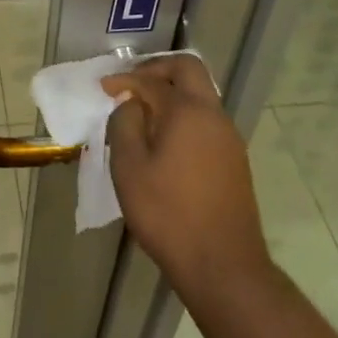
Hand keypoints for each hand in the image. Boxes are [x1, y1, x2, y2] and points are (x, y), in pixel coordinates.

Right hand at [103, 55, 272, 297]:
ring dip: (172, 94)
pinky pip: (206, 120)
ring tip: (144, 113)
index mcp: (187, 111)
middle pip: (188, 71)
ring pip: (201, 96)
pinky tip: (166, 141)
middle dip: (157, 70)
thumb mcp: (129, 169)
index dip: (124, 79)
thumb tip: (131, 103)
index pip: (151, 80)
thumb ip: (124, 125)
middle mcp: (213, 115)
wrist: (224, 267)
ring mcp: (229, 138)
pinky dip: (184, 116)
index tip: (103, 87)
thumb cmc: (168, 214)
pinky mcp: (235, 160)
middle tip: (131, 84)